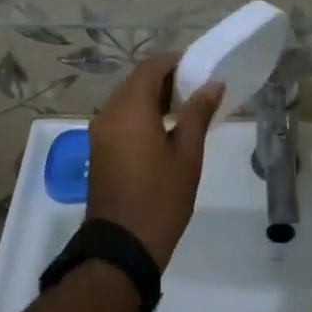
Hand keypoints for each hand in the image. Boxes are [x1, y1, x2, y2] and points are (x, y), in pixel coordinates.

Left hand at [87, 54, 224, 268]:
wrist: (120, 250)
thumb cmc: (159, 200)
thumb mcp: (187, 156)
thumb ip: (197, 114)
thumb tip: (213, 84)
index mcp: (129, 109)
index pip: (151, 67)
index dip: (175, 62)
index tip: (199, 68)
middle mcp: (109, 113)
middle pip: (137, 81)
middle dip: (165, 79)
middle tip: (196, 90)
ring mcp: (100, 132)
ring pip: (127, 99)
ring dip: (153, 97)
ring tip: (185, 110)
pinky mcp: (98, 149)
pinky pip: (120, 118)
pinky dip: (141, 114)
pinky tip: (164, 131)